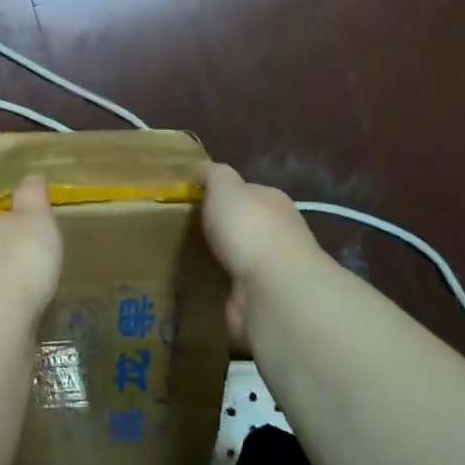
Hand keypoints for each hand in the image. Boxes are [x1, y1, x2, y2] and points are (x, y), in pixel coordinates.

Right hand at [201, 162, 320, 342]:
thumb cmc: (248, 227)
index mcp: (272, 201)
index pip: (248, 192)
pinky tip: (200, 284)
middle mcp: (278, 232)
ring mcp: (271, 267)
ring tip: (187, 258)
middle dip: (222, 228)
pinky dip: (221, 285)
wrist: (271, 287)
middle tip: (186, 231)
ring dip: (222, 259)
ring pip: (240, 257)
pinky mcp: (261, 297)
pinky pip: (235, 286)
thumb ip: (214, 174)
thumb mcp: (225, 187)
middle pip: (245, 225)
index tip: (194, 200)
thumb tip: (204, 167)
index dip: (222, 193)